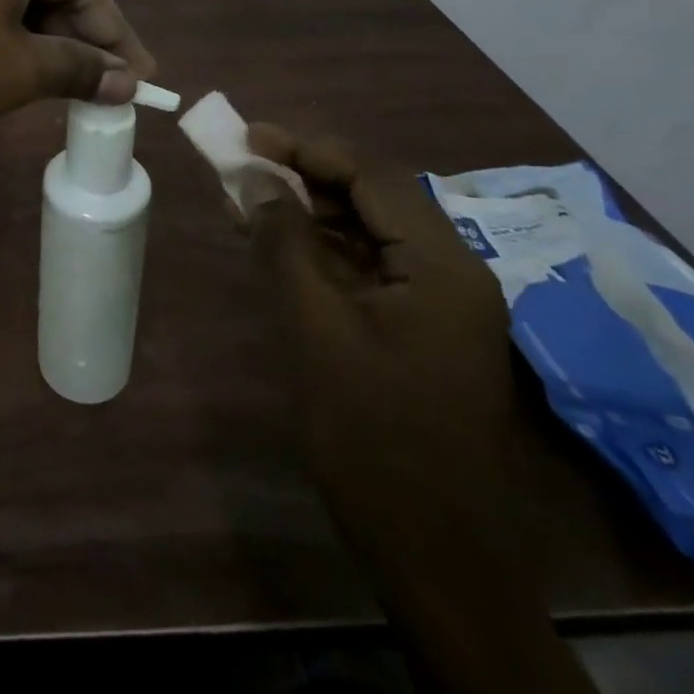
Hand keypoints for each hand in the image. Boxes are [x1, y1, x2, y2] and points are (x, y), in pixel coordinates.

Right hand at [245, 130, 600, 693]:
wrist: (433, 556)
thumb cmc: (372, 436)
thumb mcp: (315, 328)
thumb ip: (284, 243)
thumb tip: (256, 178)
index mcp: (441, 265)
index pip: (373, 176)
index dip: (308, 148)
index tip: (250, 137)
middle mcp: (451, 273)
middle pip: (374, 198)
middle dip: (306, 176)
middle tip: (243, 165)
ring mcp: (439, 304)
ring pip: (368, 231)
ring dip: (310, 212)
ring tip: (247, 201)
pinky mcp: (420, 331)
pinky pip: (368, 268)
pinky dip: (322, 250)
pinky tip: (278, 247)